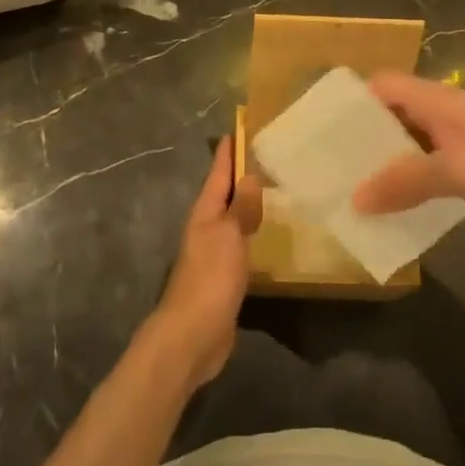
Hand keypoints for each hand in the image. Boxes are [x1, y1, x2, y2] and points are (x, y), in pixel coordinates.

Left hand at [150, 137, 263, 390]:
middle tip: (265, 157)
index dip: (228, 153)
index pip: (218, 174)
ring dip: (247, 205)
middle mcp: (207, 228)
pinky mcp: (224, 278)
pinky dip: (252, 234)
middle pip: (224, 195)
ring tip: (271, 190)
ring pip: (233, 219)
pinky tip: (267, 236)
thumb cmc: (210, 279)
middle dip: (240, 176)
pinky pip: (240, 245)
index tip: (238, 130)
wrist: (192, 335)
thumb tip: (249, 175)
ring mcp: (214, 254)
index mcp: (205, 213)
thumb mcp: (228, 236)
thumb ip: (240, 207)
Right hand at [350, 72, 464, 253]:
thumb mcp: (454, 171)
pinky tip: (407, 201)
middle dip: (364, 136)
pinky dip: (414, 174)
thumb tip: (355, 199)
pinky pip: (433, 158)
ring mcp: (464, 131)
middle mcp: (444, 108)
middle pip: (392, 112)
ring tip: (361, 187)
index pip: (380, 85)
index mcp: (433, 99)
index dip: (351, 101)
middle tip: (335, 165)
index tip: (324, 128)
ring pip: (412, 138)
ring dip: (389, 158)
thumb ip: (403, 182)